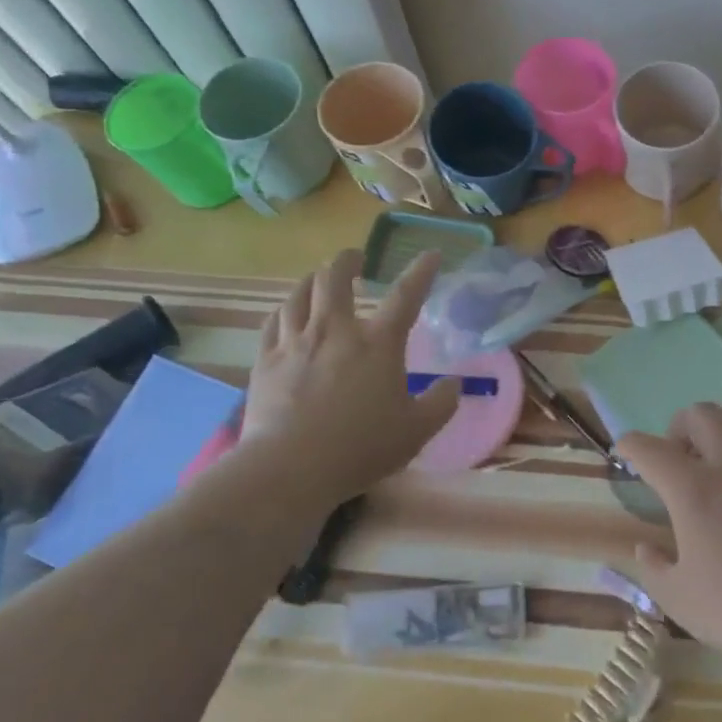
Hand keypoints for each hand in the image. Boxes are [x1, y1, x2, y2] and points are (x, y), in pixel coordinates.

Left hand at [235, 249, 459, 508]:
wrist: (290, 468)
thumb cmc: (361, 448)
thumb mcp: (417, 431)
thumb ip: (441, 403)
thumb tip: (454, 383)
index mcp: (378, 344)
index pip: (406, 295)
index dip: (422, 271)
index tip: (431, 254)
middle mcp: (335, 331)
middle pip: (335, 277)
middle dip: (347, 260)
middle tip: (356, 259)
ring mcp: (295, 342)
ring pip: (299, 293)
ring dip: (313, 280)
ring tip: (319, 280)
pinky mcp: (266, 360)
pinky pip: (273, 321)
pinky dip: (285, 310)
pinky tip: (287, 314)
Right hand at [618, 404, 721, 670]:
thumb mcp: (681, 601)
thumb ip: (655, 570)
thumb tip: (645, 548)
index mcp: (695, 490)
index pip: (652, 449)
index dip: (632, 444)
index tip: (624, 450)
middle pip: (703, 415)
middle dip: (680, 424)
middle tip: (676, 453)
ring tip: (715, 461)